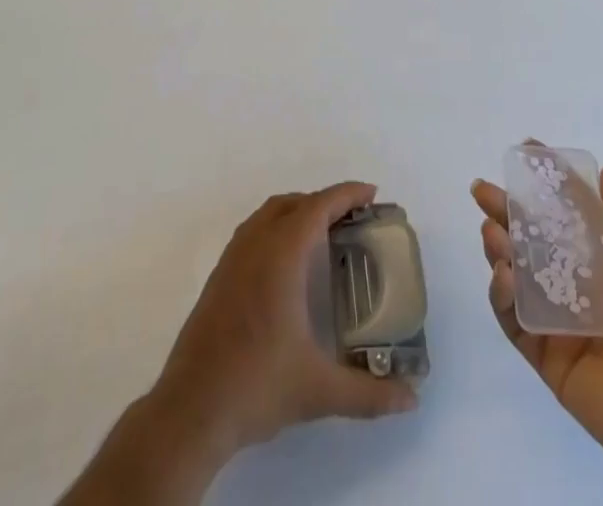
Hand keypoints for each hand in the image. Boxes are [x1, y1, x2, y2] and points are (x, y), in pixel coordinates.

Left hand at [60, 183, 418, 505]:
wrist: (191, 410)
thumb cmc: (256, 386)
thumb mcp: (318, 391)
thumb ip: (368, 394)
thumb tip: (411, 399)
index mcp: (281, 255)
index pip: (318, 207)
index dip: (346, 194)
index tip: (372, 192)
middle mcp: (255, 245)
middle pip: (294, 204)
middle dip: (325, 202)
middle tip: (355, 218)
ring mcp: (232, 258)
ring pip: (269, 214)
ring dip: (298, 211)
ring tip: (324, 233)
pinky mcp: (218, 276)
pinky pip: (253, 230)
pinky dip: (277, 226)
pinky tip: (287, 262)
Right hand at [475, 165, 602, 500]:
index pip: (567, 209)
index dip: (547, 181)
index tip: (525, 151)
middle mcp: (577, 281)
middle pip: (532, 237)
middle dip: (505, 209)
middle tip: (482, 190)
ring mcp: (558, 318)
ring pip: (516, 273)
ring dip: (498, 247)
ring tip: (491, 231)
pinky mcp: (544, 353)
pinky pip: (514, 318)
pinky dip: (502, 294)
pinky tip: (504, 276)